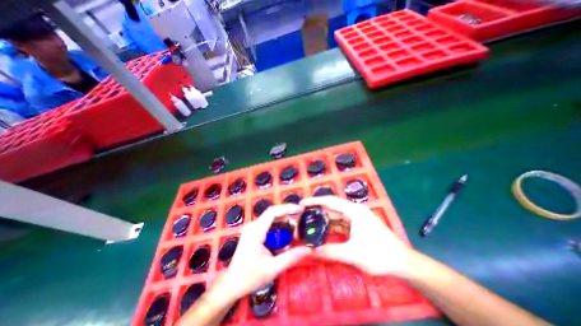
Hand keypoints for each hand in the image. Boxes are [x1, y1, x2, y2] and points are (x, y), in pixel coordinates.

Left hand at [214, 205, 313, 299]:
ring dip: (284, 222)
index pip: (273, 212)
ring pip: (272, 219)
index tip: (301, 209)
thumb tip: (308, 249)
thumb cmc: (249, 277)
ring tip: (296, 230)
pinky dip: (279, 228)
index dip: (287, 208)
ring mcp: (253, 228)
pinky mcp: (254, 232)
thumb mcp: (272, 268)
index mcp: (256, 230)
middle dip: (288, 215)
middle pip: (273, 213)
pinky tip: (286, 236)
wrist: (231, 284)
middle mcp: (254, 225)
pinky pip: (269, 225)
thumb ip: (291, 257)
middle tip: (301, 221)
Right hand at [301, 196, 410, 277]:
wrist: (402, 263)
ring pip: (335, 216)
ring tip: (307, 223)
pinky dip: (330, 227)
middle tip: (301, 215)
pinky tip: (320, 231)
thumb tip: (309, 251)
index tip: (301, 203)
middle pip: (331, 208)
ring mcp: (355, 218)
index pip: (331, 201)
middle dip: (317, 211)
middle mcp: (353, 211)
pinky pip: (339, 224)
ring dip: (323, 220)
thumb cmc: (379, 254)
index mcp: (354, 211)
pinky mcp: (356, 226)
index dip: (315, 201)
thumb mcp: (352, 254)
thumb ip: (329, 251)